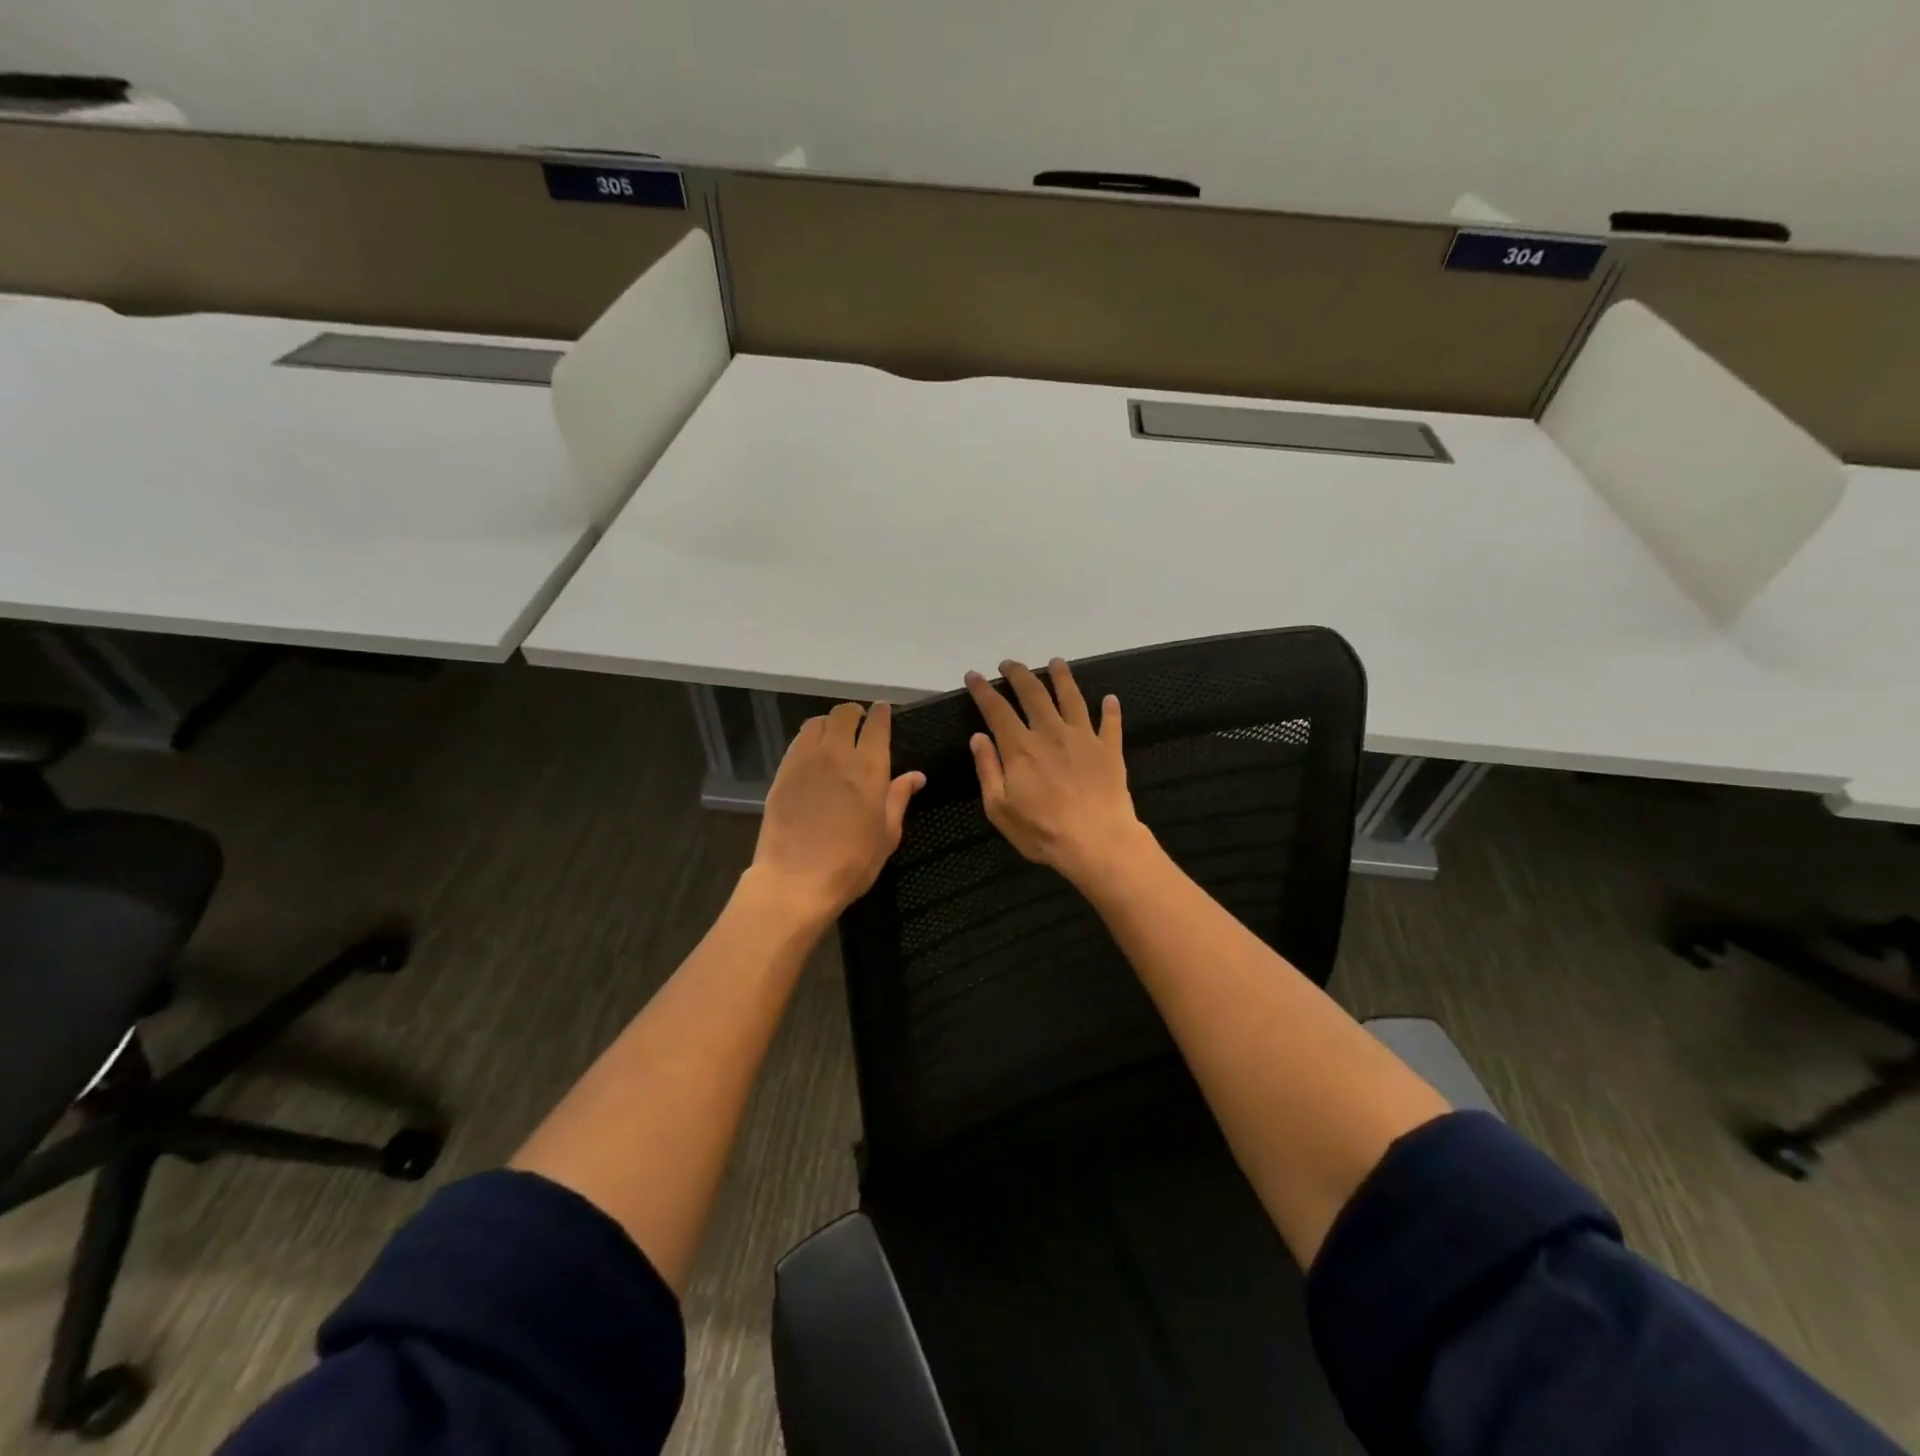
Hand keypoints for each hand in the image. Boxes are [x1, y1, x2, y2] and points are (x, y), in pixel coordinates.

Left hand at [749, 700, 923, 925]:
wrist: (795, 880)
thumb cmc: (851, 863)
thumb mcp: (886, 835)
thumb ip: (899, 799)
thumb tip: (916, 776)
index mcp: (870, 769)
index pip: (877, 725)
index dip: (881, 713)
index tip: (883, 710)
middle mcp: (838, 755)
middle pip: (844, 714)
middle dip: (855, 714)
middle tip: (860, 725)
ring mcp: (806, 760)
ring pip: (818, 722)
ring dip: (830, 723)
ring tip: (835, 736)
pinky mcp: (783, 772)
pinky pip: (798, 741)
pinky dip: (810, 738)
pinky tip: (814, 753)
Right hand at [966, 659, 1145, 886]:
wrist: (1097, 841)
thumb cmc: (1042, 831)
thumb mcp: (999, 808)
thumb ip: (988, 769)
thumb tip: (978, 737)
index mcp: (1021, 747)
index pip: (997, 710)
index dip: (984, 690)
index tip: (974, 675)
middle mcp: (1051, 733)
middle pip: (1034, 694)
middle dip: (1019, 674)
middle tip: (1010, 664)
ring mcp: (1083, 738)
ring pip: (1071, 698)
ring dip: (1062, 677)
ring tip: (1056, 662)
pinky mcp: (1109, 750)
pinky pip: (1110, 723)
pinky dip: (1110, 709)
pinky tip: (1110, 698)